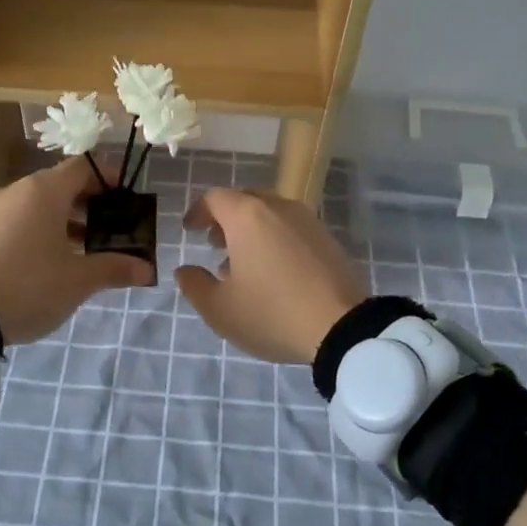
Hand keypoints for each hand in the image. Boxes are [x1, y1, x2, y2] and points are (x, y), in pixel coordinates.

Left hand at [0, 157, 151, 344]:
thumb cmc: (28, 285)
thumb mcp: (78, 281)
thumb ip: (114, 269)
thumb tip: (146, 269)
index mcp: (43, 191)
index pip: (83, 168)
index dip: (108, 178)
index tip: (125, 198)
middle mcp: (16, 191)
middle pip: (59, 185)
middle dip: (88, 204)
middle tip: (109, 230)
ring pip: (36, 204)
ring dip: (62, 220)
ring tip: (82, 250)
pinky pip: (15, 220)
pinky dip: (37, 230)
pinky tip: (46, 261)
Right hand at [174, 188, 367, 364]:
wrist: (342, 327)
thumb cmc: (271, 313)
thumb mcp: (219, 309)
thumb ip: (194, 285)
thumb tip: (185, 270)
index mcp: (247, 216)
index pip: (215, 198)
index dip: (198, 212)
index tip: (190, 230)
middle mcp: (278, 207)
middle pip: (245, 200)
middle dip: (225, 218)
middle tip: (215, 243)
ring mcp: (308, 221)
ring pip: (271, 213)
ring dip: (252, 230)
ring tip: (244, 262)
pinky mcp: (328, 239)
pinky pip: (293, 228)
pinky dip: (276, 239)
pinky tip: (275, 272)